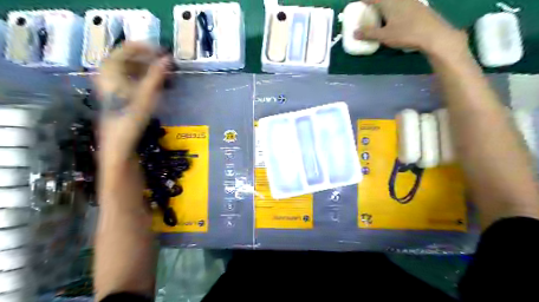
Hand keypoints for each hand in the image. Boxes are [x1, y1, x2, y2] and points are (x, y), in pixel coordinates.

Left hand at [95, 42, 170, 167]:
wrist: (119, 145)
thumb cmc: (130, 121)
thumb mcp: (146, 97)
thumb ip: (156, 76)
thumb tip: (168, 59)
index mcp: (110, 71)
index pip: (126, 48)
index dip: (146, 47)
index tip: (163, 52)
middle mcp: (109, 76)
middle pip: (130, 59)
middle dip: (150, 60)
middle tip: (168, 65)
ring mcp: (114, 88)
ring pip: (132, 71)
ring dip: (149, 70)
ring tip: (166, 75)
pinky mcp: (120, 98)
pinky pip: (133, 81)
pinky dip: (146, 81)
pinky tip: (159, 87)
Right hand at [355, 0, 467, 56]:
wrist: (434, 34)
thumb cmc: (406, 33)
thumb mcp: (384, 36)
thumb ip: (369, 33)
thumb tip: (354, 33)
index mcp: (389, 2)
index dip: (364, 0)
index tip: (357, 4)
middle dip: (374, 3)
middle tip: (367, 10)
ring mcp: (410, 1)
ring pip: (393, 1)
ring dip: (384, 6)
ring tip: (378, 16)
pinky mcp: (417, 7)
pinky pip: (400, 4)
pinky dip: (393, 9)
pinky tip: (393, 19)